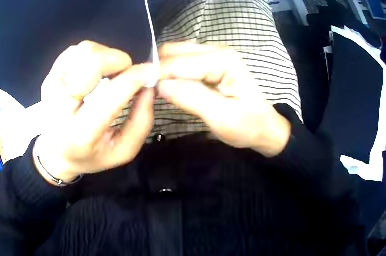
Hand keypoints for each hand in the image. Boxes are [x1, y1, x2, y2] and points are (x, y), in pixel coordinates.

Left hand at [34, 41, 154, 183]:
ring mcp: (51, 87)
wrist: (56, 152)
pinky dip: (92, 54)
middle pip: (91, 61)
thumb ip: (142, 121)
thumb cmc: (91, 155)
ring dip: (105, 56)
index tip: (150, 72)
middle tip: (126, 73)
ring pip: (83, 50)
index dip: (135, 77)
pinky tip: (95, 70)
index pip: (110, 94)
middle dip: (118, 60)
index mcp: (80, 133)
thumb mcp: (123, 151)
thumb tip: (148, 86)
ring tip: (110, 74)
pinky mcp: (49, 75)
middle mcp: (60, 106)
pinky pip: (75, 50)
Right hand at [158, 43, 290, 156]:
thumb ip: (191, 97)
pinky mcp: (211, 62)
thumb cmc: (248, 126)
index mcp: (222, 60)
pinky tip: (172, 87)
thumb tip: (159, 85)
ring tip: (160, 92)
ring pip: (176, 54)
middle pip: (173, 51)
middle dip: (158, 70)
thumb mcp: (221, 118)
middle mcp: (216, 49)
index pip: (177, 61)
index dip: (157, 76)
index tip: (143, 93)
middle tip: (152, 93)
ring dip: (164, 71)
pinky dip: (172, 72)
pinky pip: (183, 61)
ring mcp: (214, 54)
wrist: (265, 127)